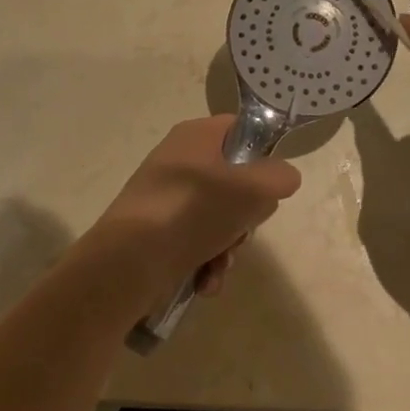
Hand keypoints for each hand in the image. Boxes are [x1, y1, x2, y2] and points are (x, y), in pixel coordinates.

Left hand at [84, 116, 301, 312]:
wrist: (127, 262)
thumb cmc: (192, 211)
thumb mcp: (251, 189)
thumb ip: (279, 177)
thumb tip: (283, 178)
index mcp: (196, 136)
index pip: (241, 129)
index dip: (263, 154)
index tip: (271, 184)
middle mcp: (180, 161)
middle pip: (235, 181)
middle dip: (246, 216)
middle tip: (242, 229)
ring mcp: (167, 197)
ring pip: (220, 217)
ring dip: (229, 247)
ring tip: (219, 265)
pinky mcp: (158, 231)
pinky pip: (197, 242)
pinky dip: (207, 263)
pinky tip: (205, 282)